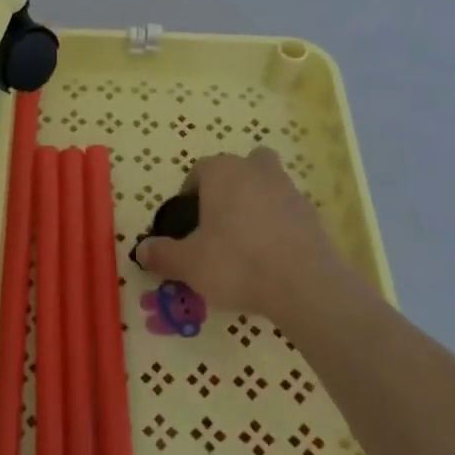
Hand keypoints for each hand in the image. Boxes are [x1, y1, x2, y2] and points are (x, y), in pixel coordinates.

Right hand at [135, 148, 345, 320]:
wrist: (306, 286)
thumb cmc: (237, 263)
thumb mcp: (189, 263)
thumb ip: (162, 254)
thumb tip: (141, 250)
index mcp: (222, 172)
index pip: (198, 171)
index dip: (189, 195)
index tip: (188, 225)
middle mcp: (256, 170)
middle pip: (240, 168)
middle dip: (229, 188)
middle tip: (219, 224)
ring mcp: (289, 190)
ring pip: (267, 187)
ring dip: (256, 205)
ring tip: (246, 245)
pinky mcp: (313, 216)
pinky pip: (287, 213)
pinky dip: (278, 227)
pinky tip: (271, 259)